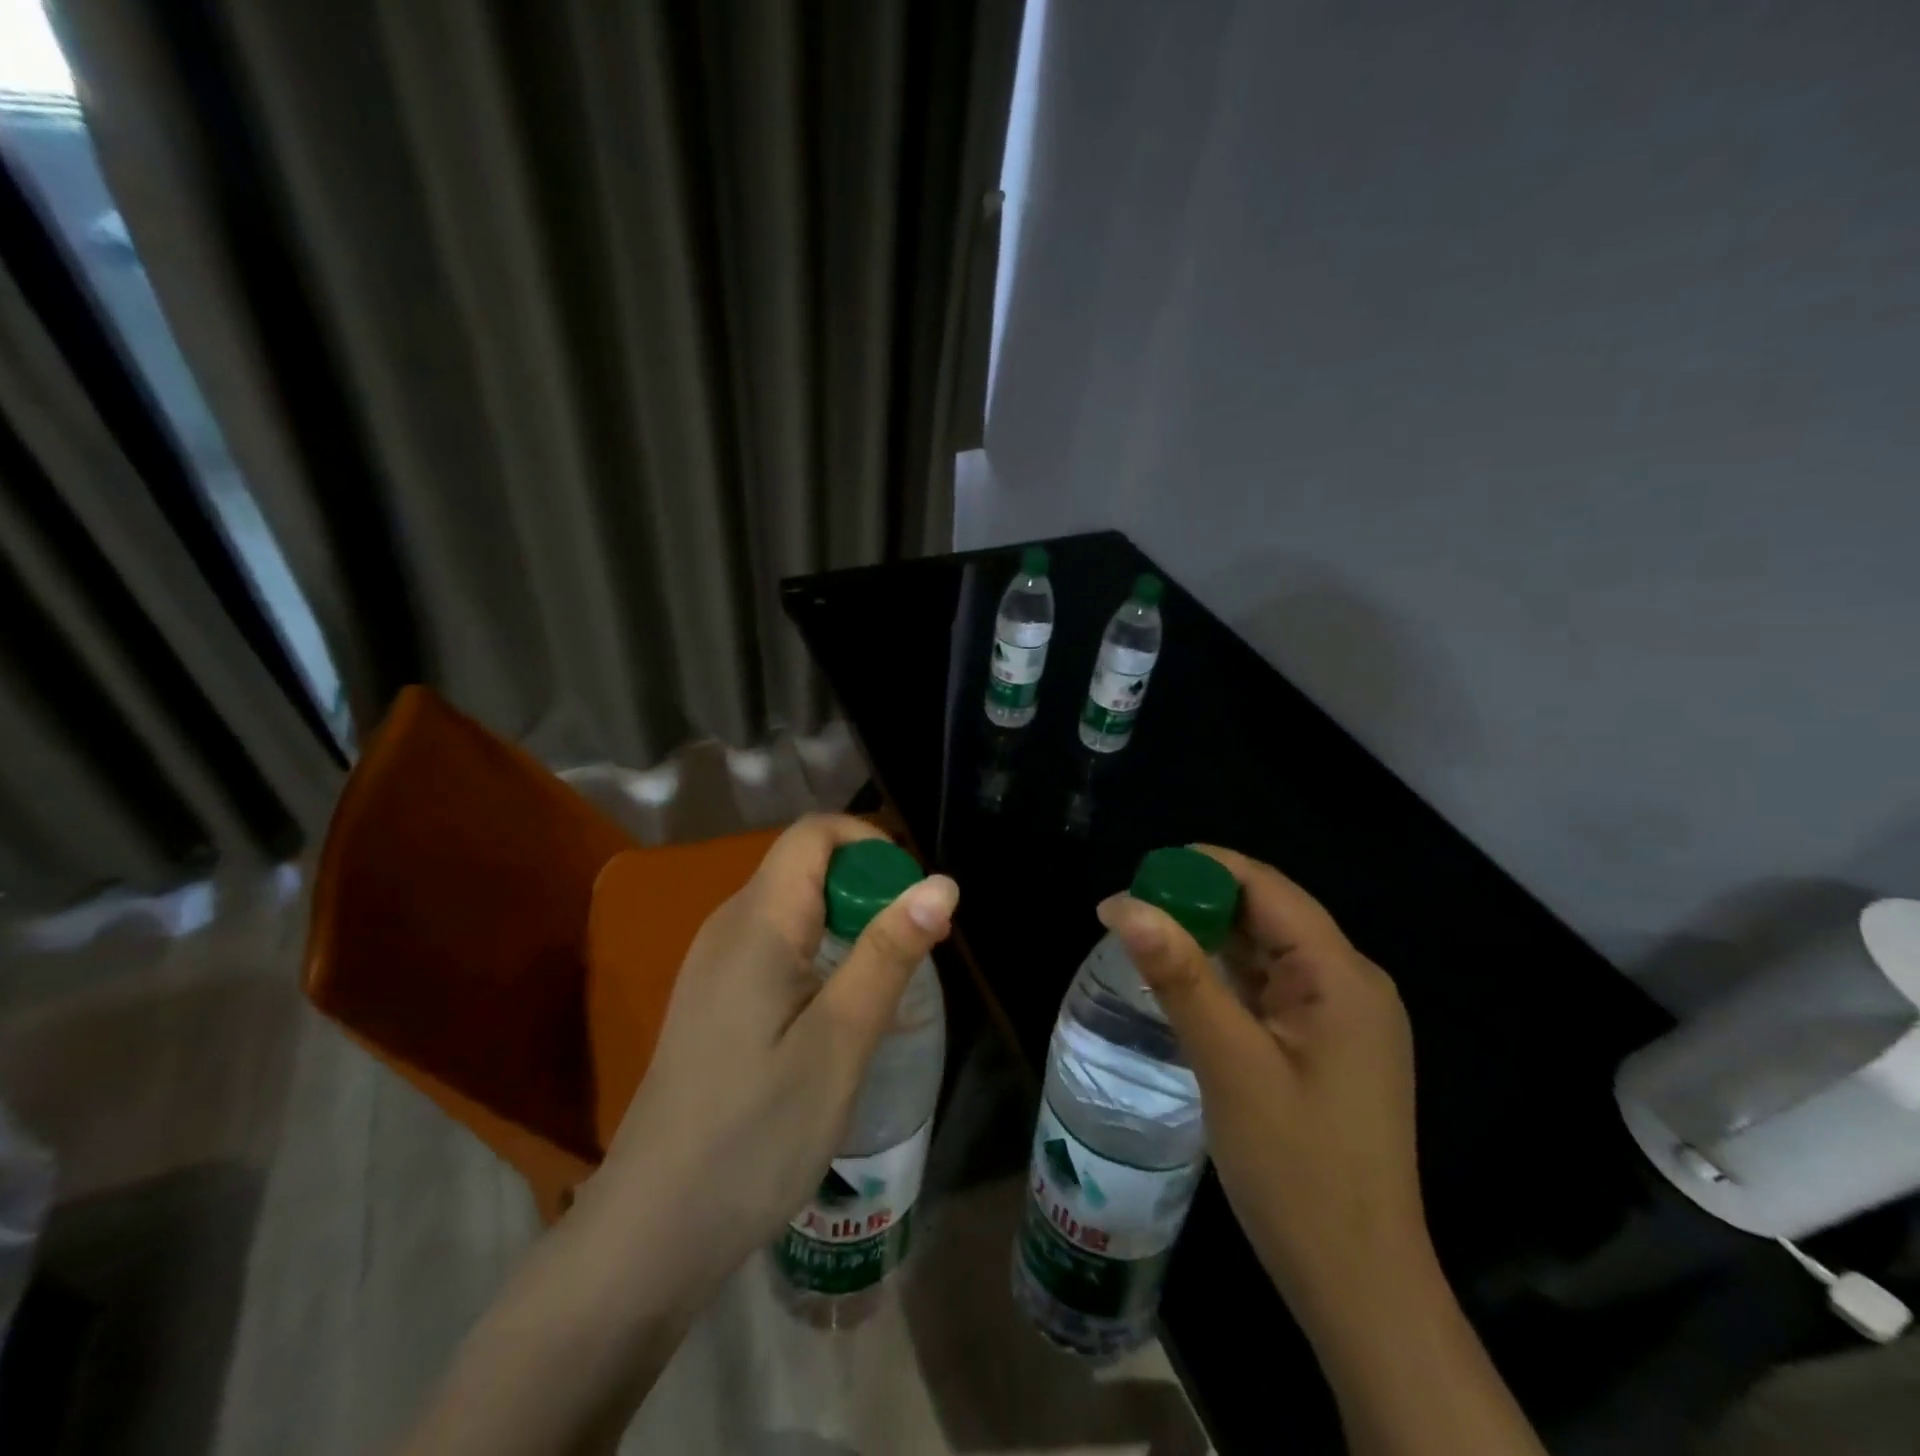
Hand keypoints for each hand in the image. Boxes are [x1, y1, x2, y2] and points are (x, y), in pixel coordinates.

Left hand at [579, 813, 958, 1296]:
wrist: (651, 1232)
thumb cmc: (755, 1135)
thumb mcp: (840, 1043)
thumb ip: (889, 955)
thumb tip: (941, 883)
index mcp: (757, 922)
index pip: (815, 834)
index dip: (872, 846)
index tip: (914, 900)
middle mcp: (729, 926)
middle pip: (806, 867)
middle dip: (868, 891)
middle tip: (913, 954)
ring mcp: (715, 964)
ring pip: (794, 909)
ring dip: (850, 927)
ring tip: (885, 989)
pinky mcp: (714, 1000)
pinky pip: (776, 947)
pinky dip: (821, 957)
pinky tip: (839, 1018)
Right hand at [1096, 846, 1424, 1329]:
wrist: (1359, 1287)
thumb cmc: (1298, 1172)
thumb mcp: (1230, 1065)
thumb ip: (1180, 977)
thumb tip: (1124, 904)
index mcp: (1342, 976)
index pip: (1267, 888)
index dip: (1202, 868)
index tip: (1138, 874)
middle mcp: (1351, 983)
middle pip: (1268, 914)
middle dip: (1199, 902)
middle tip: (1128, 912)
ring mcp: (1342, 1018)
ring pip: (1267, 951)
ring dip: (1209, 939)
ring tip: (1143, 938)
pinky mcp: (1326, 1046)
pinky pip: (1270, 988)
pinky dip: (1226, 976)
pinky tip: (1185, 983)